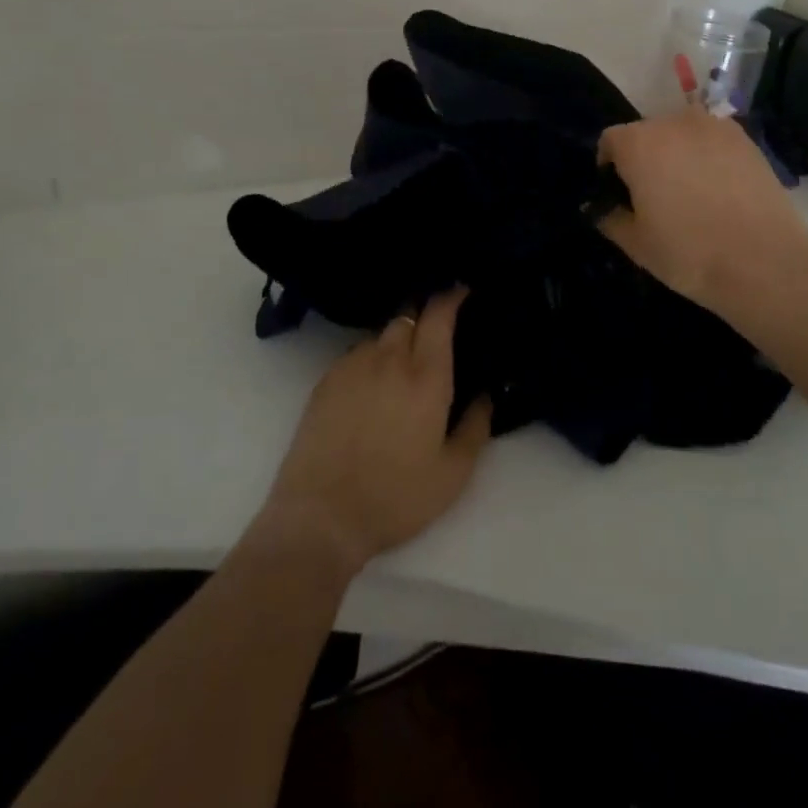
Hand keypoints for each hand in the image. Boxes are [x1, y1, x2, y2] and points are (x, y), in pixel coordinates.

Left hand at [256, 288, 491, 577]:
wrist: (321, 517)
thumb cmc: (396, 497)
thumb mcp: (453, 474)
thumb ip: (476, 426)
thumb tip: (487, 393)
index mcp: (426, 377)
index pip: (438, 315)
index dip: (451, 296)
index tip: (461, 290)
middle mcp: (389, 359)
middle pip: (409, 316)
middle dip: (425, 315)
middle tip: (437, 332)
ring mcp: (353, 366)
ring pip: (381, 334)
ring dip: (397, 339)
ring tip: (403, 363)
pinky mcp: (325, 381)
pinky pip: (356, 354)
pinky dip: (371, 357)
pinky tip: (371, 384)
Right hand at [597, 109, 807, 317]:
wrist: (764, 262)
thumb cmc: (688, 252)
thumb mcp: (635, 244)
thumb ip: (609, 217)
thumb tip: (599, 207)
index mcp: (638, 143)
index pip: (610, 140)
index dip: (609, 166)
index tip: (619, 194)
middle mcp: (673, 122)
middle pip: (646, 133)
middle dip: (644, 157)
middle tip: (654, 196)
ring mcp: (714, 127)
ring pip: (681, 134)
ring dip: (677, 154)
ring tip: (690, 191)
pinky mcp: (746, 139)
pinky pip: (713, 140)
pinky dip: (708, 156)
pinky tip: (719, 190)